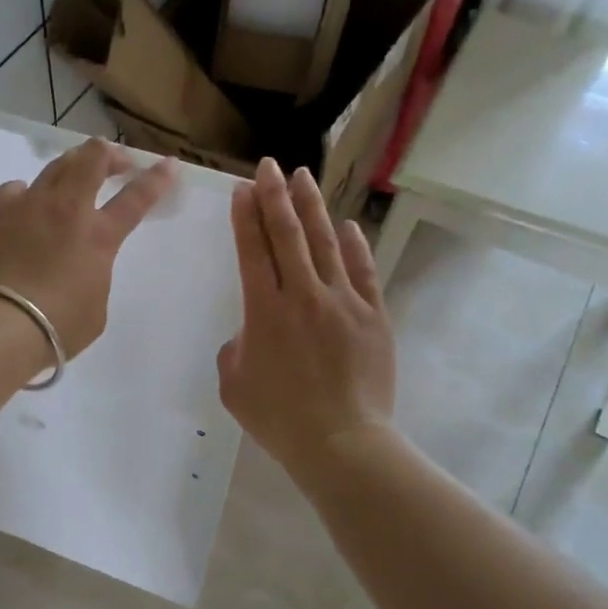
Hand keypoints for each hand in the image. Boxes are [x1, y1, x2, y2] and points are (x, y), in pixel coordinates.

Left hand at [0, 139, 175, 357]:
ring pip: (55, 165)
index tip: (168, 164)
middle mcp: (66, 209)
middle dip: (110, 155)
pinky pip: (15, 189)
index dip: (156, 179)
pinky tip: (25, 204)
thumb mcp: (96, 307)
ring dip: (72, 165)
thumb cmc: (57, 326)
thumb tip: (81, 266)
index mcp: (99, 236)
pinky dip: (27, 193)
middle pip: (93, 159)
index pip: (136, 198)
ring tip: (74, 174)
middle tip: (116, 163)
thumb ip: (94, 276)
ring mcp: (28, 205)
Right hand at [218, 159, 396, 478]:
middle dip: (275, 196)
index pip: (253, 251)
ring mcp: (343, 302)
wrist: (341, 442)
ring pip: (325, 243)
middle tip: (269, 166)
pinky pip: (363, 271)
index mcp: (264, 312)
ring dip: (312, 207)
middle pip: (287, 235)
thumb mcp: (234, 386)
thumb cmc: (279, 419)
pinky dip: (354, 245)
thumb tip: (250, 333)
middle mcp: (303, 296)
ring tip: (303, 177)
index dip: (247, 217)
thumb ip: (234, 350)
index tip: (243, 189)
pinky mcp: (373, 316)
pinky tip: (347, 225)